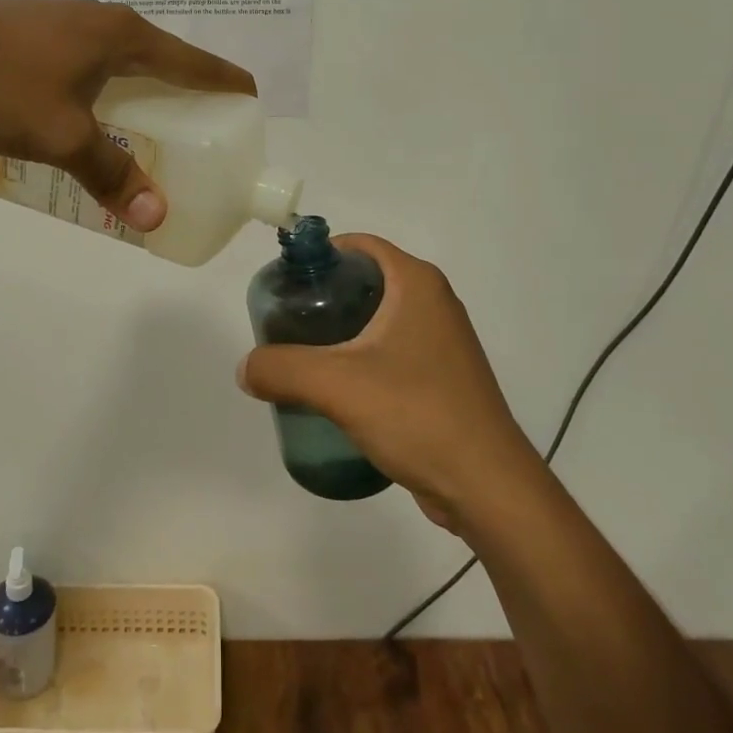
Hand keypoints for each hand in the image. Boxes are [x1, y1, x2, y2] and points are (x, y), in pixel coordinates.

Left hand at [0, 0, 253, 230]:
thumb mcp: (61, 135)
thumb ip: (110, 173)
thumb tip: (155, 216)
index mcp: (123, 35)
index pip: (194, 61)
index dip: (226, 83)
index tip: (251, 103)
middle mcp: (100, 21)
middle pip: (161, 60)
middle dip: (185, 94)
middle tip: (199, 135)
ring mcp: (62, 22)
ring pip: (120, 62)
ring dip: (140, 93)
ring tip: (147, 131)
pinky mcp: (30, 32)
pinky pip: (87, 64)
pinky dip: (104, 92)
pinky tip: (88, 117)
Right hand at [237, 235, 536, 529]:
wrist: (486, 486)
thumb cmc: (417, 415)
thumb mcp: (337, 385)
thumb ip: (282, 368)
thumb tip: (246, 369)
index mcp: (416, 284)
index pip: (359, 246)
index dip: (318, 256)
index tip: (284, 284)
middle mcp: (433, 303)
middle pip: (364, 281)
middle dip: (322, 298)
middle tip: (284, 324)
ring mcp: (440, 341)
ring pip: (376, 320)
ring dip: (338, 332)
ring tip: (300, 357)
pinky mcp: (440, 377)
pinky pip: (389, 351)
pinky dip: (359, 358)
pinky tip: (334, 389)